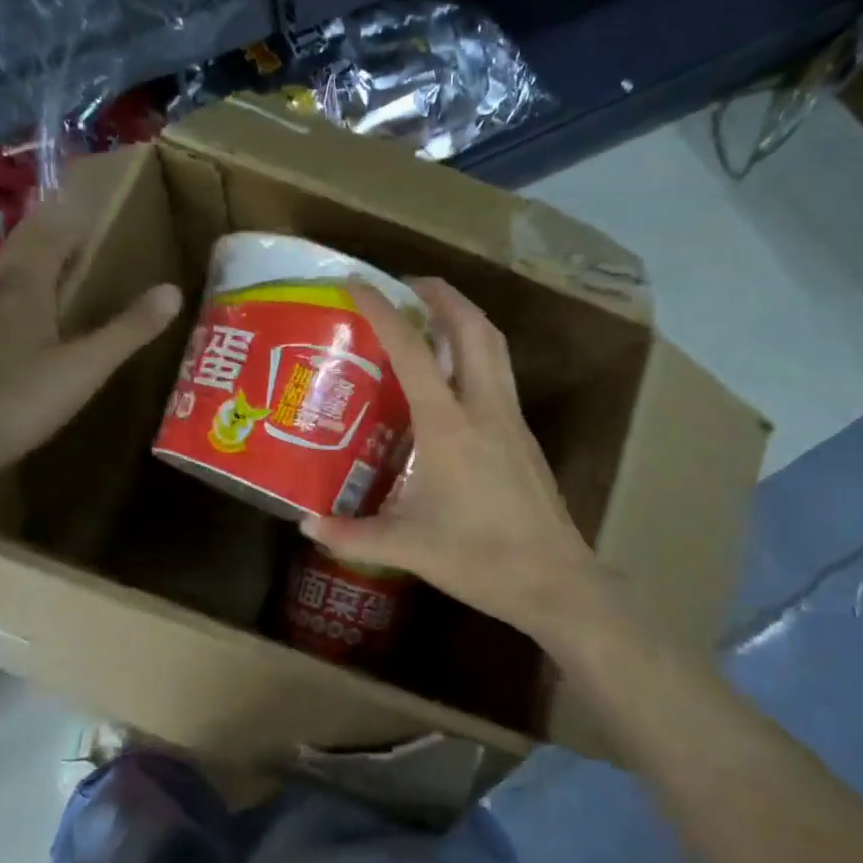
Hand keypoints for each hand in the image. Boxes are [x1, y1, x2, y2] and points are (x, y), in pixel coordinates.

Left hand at [0, 199, 180, 502]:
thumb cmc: (19, 401)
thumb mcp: (85, 367)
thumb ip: (128, 329)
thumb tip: (173, 290)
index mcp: (22, 292)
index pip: (45, 240)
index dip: (65, 222)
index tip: (84, 209)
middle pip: (16, 255)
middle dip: (41, 236)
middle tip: (64, 226)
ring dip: (22, 267)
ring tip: (44, 268)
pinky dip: (7, 303)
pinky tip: (13, 325)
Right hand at [302, 278, 613, 652]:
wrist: (556, 581)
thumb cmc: (480, 558)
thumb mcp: (407, 547)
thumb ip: (352, 534)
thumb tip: (306, 525)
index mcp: (449, 425)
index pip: (413, 351)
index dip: (383, 309)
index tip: (358, 282)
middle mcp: (484, 408)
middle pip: (473, 327)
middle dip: (442, 294)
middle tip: (409, 285)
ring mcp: (510, 419)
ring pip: (494, 346)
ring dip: (465, 317)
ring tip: (433, 315)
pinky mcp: (523, 436)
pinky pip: (499, 373)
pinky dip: (477, 352)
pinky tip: (454, 378)